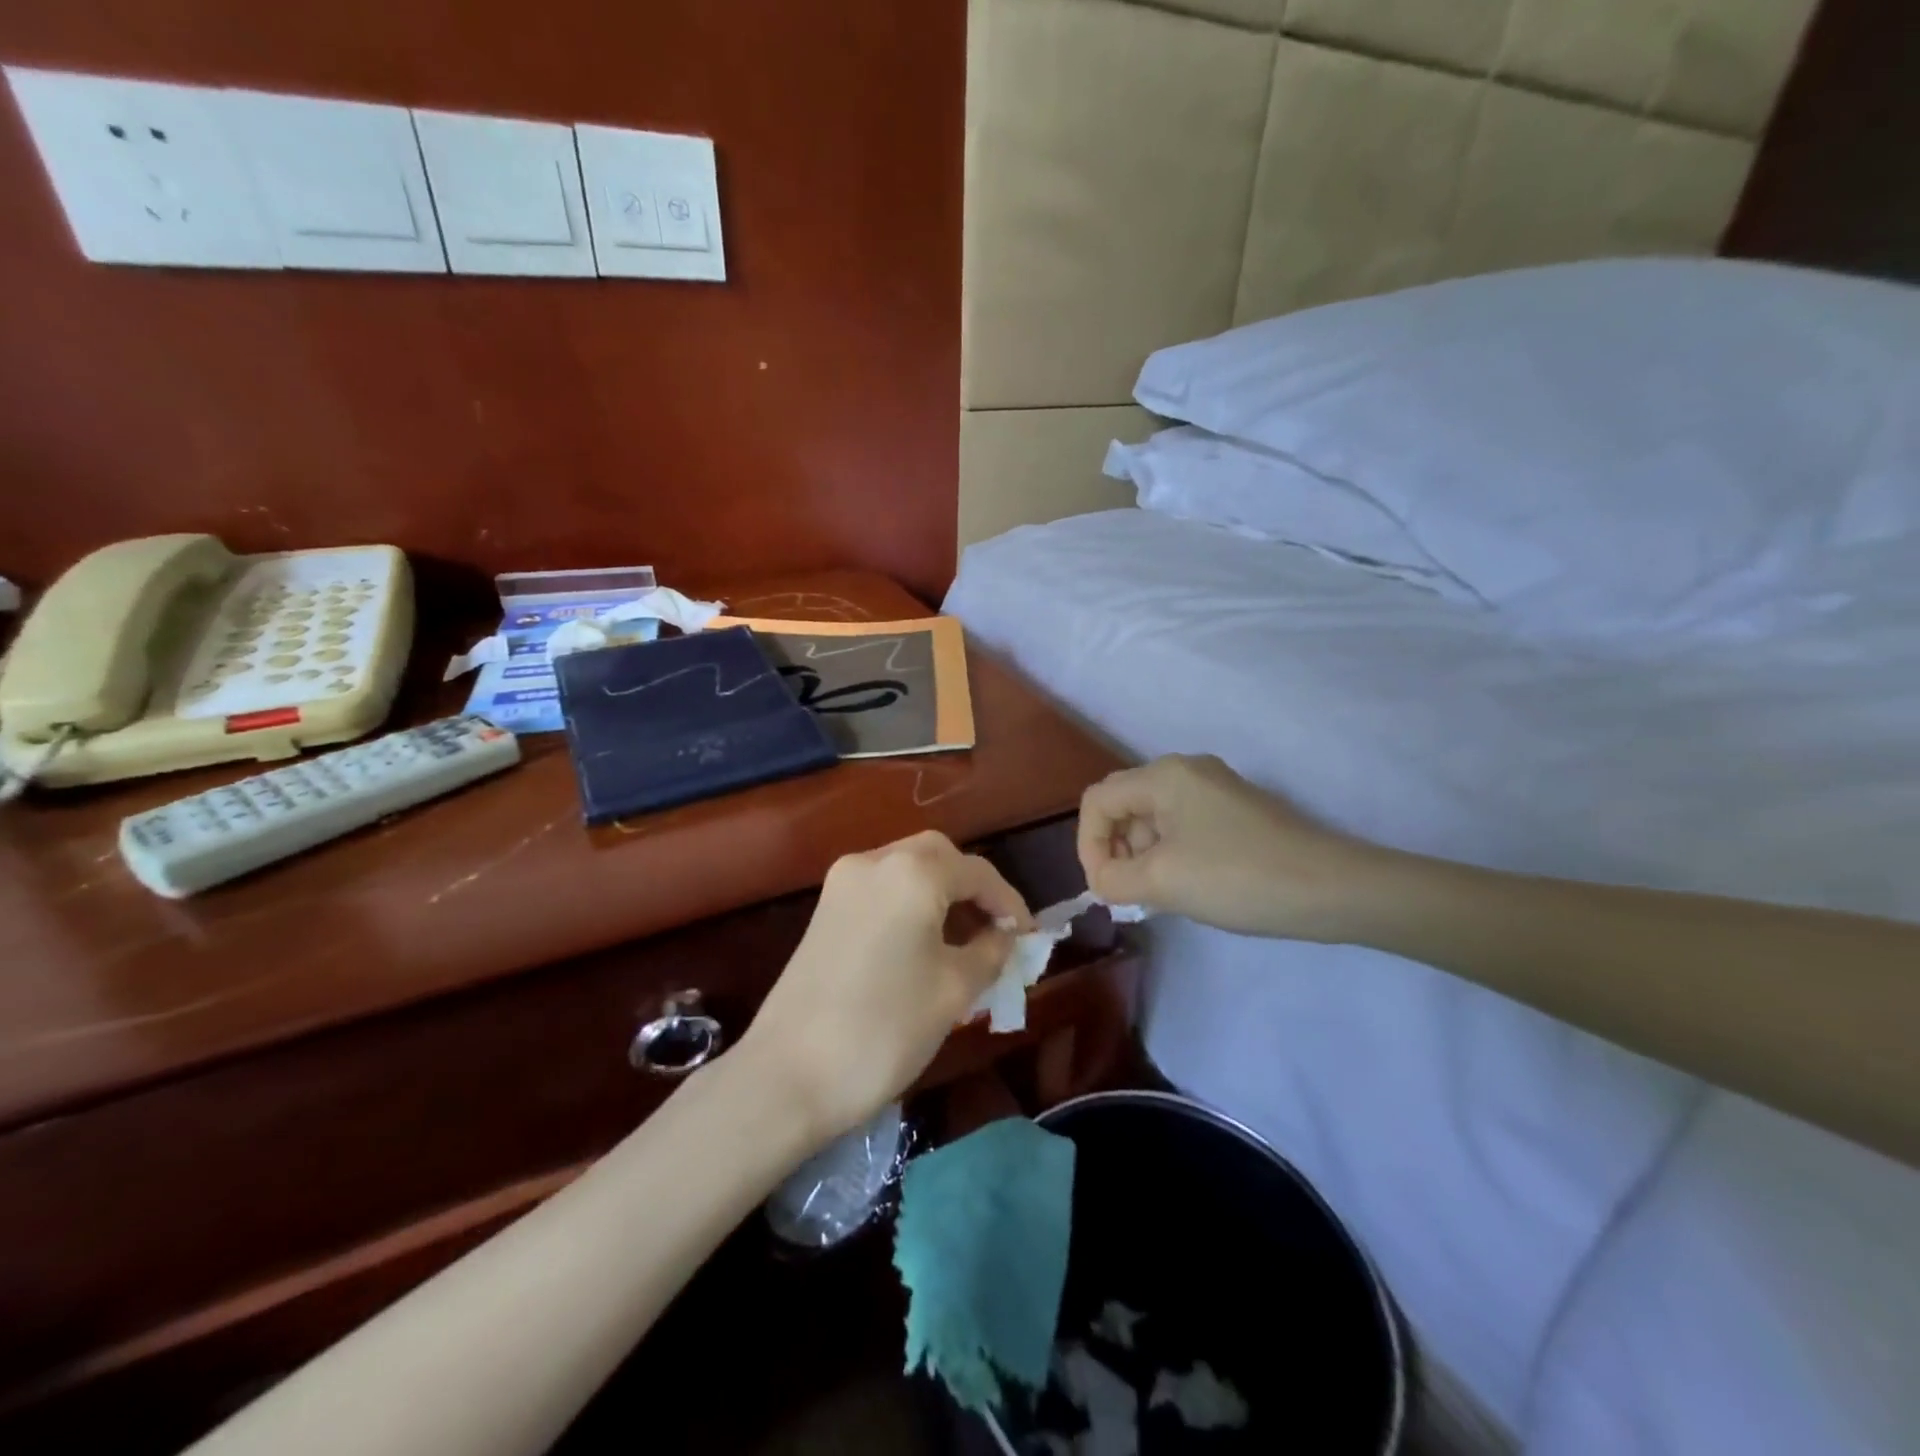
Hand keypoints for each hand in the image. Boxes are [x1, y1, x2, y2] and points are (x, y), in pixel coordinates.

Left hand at [737, 831, 1031, 1141]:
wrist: (787, 1075)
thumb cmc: (884, 1029)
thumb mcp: (954, 991)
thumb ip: (989, 952)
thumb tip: (1003, 936)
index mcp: (912, 872)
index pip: (977, 872)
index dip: (1009, 903)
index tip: (1029, 937)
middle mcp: (875, 861)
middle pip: (938, 856)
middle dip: (973, 888)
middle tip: (996, 929)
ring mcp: (842, 883)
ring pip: (907, 869)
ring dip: (941, 893)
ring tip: (966, 939)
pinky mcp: (824, 908)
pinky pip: (882, 889)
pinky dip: (910, 902)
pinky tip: (924, 941)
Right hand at [1077, 754, 1383, 939]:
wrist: (1333, 889)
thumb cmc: (1238, 877)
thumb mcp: (1162, 881)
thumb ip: (1113, 879)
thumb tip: (1103, 881)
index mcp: (1164, 775)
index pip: (1098, 801)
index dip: (1088, 844)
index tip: (1104, 888)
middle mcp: (1186, 771)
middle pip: (1124, 805)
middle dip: (1114, 849)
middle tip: (1128, 892)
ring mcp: (1215, 790)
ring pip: (1152, 818)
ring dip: (1141, 855)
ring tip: (1157, 894)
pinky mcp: (1235, 812)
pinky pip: (1182, 826)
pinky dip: (1169, 854)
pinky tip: (1185, 886)